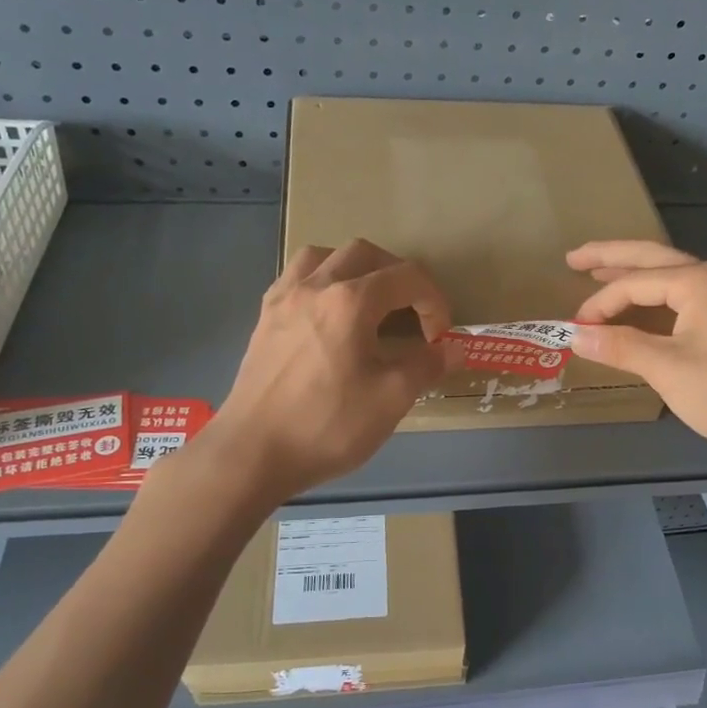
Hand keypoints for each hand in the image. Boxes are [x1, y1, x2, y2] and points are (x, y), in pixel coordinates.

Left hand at [182, 240, 460, 501]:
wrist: (252, 453)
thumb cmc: (327, 424)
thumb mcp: (391, 399)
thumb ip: (427, 365)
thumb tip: (454, 348)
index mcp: (350, 301)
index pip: (406, 278)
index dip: (434, 302)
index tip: (440, 336)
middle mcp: (315, 286)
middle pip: (365, 253)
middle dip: (398, 275)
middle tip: (411, 311)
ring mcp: (284, 299)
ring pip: (324, 255)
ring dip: (355, 268)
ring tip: (369, 301)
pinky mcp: (264, 318)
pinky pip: (296, 277)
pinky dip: (322, 281)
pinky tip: (328, 314)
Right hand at [567, 240, 706, 469]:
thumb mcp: (667, 369)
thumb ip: (619, 346)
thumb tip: (574, 335)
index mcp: (700, 280)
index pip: (635, 282)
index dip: (600, 304)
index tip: (575, 329)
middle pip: (653, 258)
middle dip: (611, 257)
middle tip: (573, 258)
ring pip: (671, 275)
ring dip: (634, 275)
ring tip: (598, 273)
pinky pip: (685, 296)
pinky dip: (655, 296)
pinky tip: (641, 306)